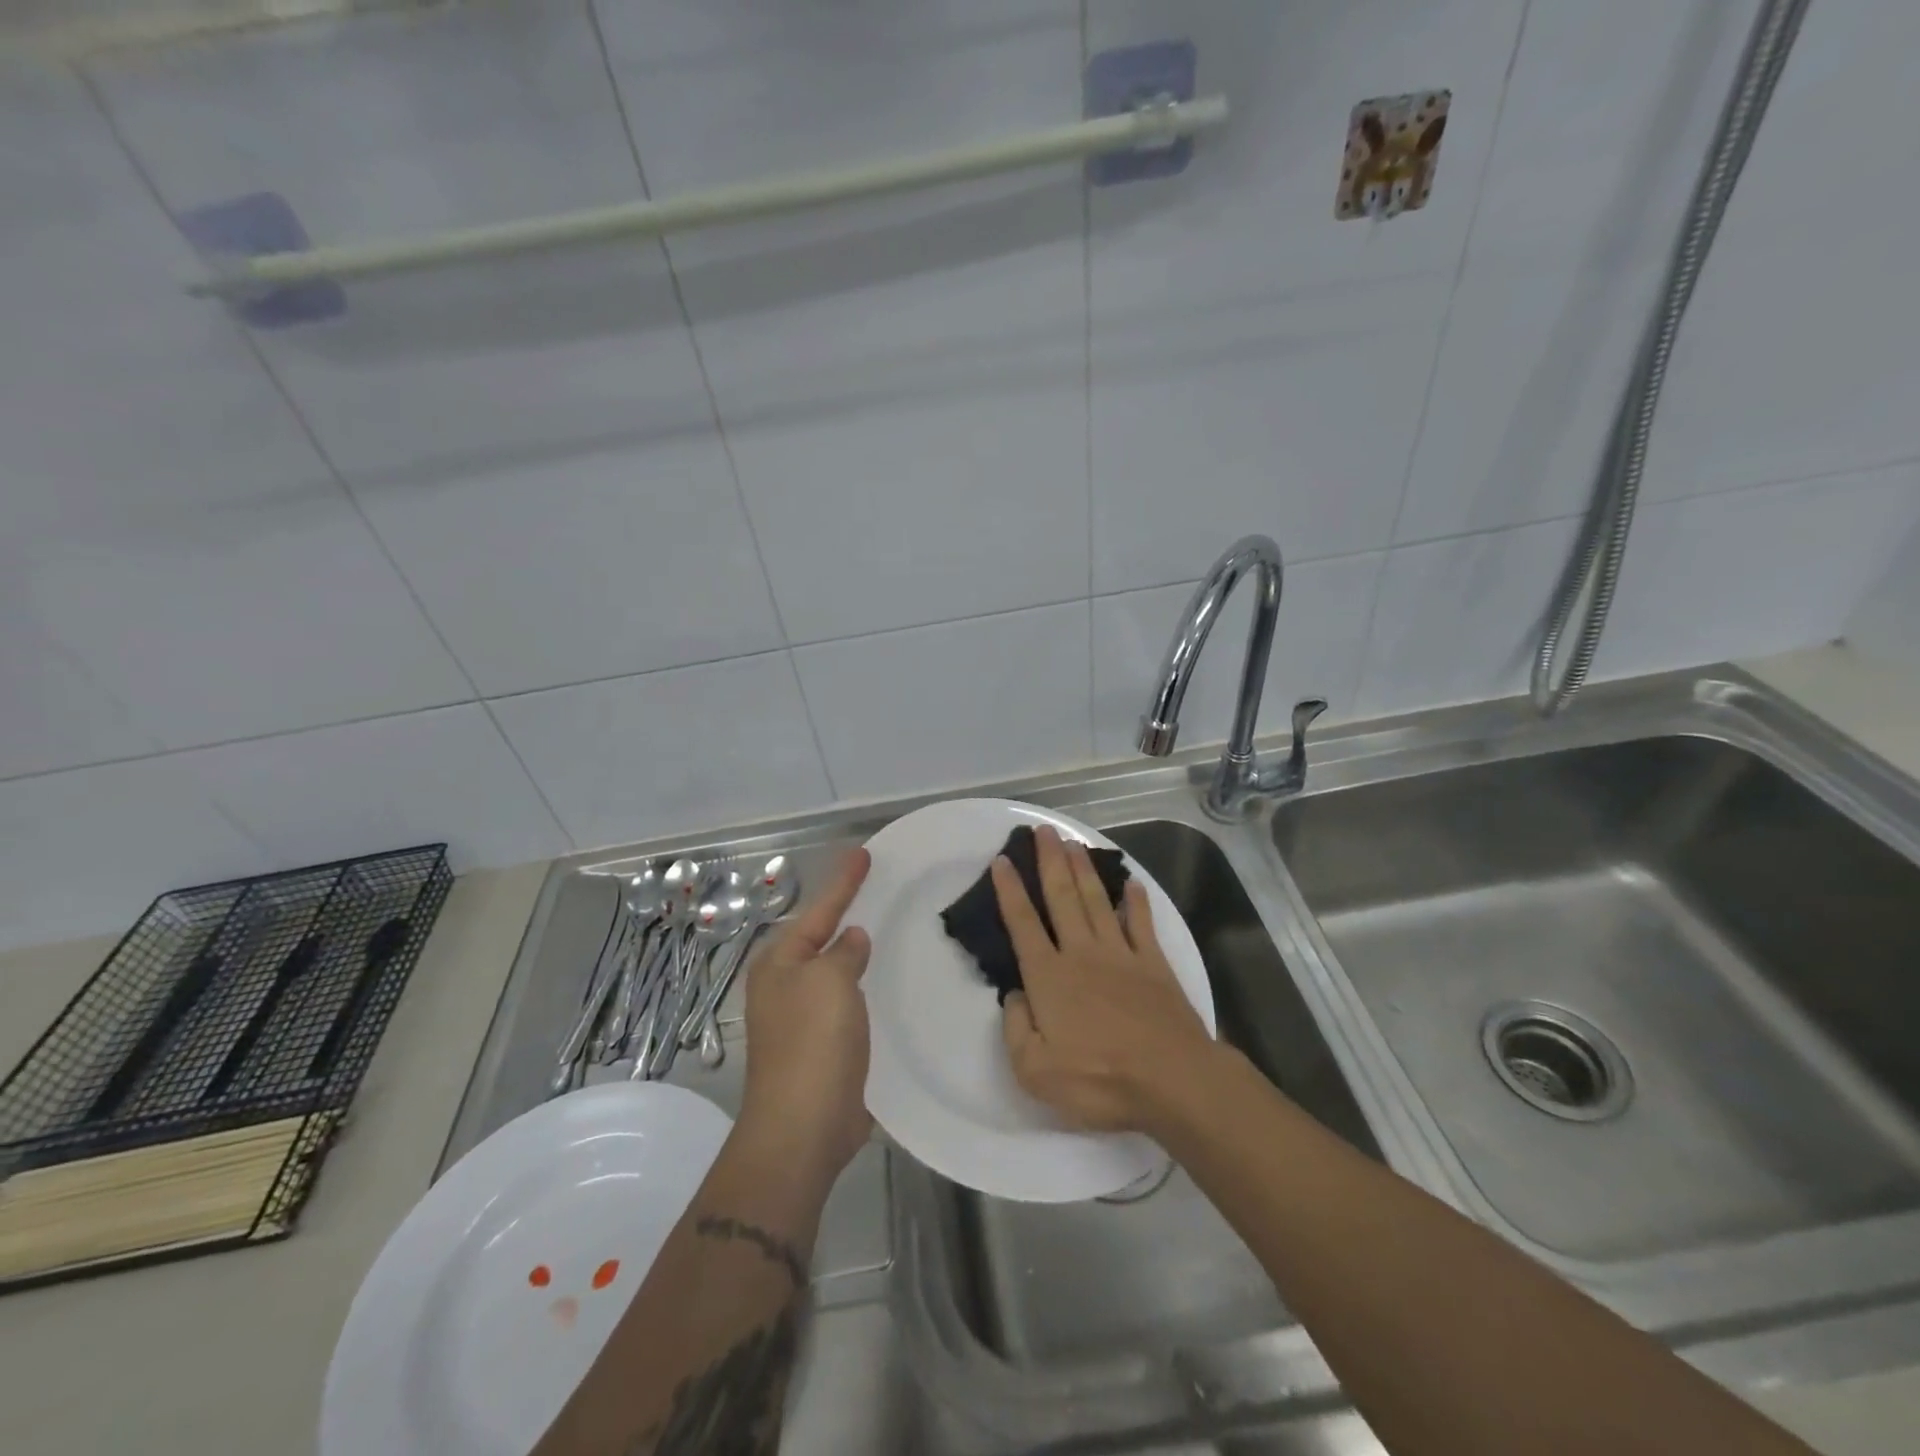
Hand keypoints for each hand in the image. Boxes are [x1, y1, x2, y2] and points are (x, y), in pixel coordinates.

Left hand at [736, 848, 872, 1184]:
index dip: (843, 882)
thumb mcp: (830, 981)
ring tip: (882, 928)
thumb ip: (843, 952)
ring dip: (854, 952)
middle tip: (875, 888)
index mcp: (779, 963)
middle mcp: (784, 985)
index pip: (818, 910)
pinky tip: (882, 985)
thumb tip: (851, 938)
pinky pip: (845, 1002)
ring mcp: (800, 1018)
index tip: (863, 853)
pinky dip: (862, 987)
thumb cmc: (813, 1042)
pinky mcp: (820, 1047)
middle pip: (819, 938)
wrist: (803, 1126)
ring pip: (833, 971)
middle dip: (843, 914)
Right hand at [993, 825, 1218, 1133]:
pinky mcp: (1154, 964)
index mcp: (1049, 977)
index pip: (1022, 924)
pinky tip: (1132, 883)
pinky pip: (1141, 923)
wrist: (1171, 1080)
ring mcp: (1121, 954)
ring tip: (1073, 842)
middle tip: (1043, 830)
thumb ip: (1016, 1028)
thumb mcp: (1035, 1071)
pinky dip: (1136, 901)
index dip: (1010, 890)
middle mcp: (1081, 953)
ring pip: (1096, 901)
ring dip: (1083, 870)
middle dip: (1049, 861)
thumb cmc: (1098, 1079)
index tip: (1003, 860)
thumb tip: (1014, 995)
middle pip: (1061, 897)